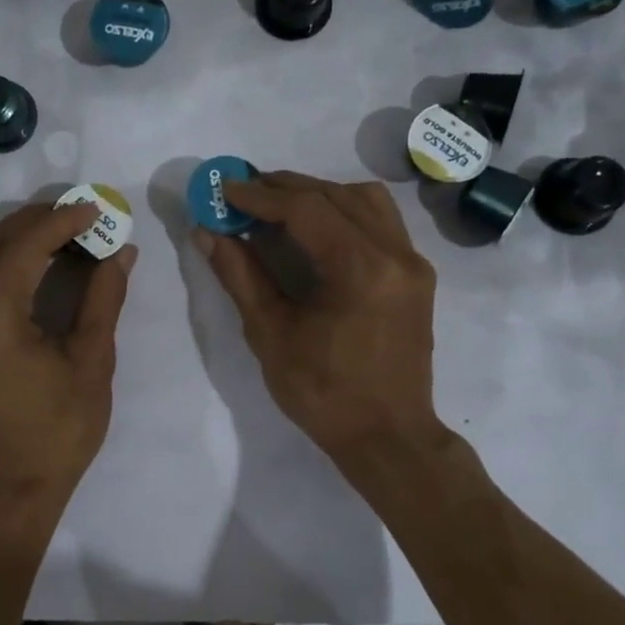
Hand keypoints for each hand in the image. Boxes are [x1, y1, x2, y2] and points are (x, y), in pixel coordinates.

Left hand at [0, 201, 137, 520]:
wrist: (7, 492)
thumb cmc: (57, 432)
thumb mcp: (91, 361)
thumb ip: (103, 297)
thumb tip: (120, 251)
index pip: (25, 244)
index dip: (63, 220)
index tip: (97, 209)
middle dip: (37, 221)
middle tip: (80, 217)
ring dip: (10, 237)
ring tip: (55, 237)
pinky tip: (25, 268)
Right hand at [194, 172, 446, 462]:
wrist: (388, 437)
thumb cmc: (323, 392)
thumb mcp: (270, 334)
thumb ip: (240, 276)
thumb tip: (208, 233)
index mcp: (360, 269)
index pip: (306, 209)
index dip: (260, 195)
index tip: (225, 189)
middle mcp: (395, 253)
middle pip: (336, 195)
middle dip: (285, 188)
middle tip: (243, 192)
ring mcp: (413, 263)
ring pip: (365, 200)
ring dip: (318, 194)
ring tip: (278, 207)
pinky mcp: (416, 276)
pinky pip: (380, 222)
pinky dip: (344, 211)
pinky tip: (315, 229)